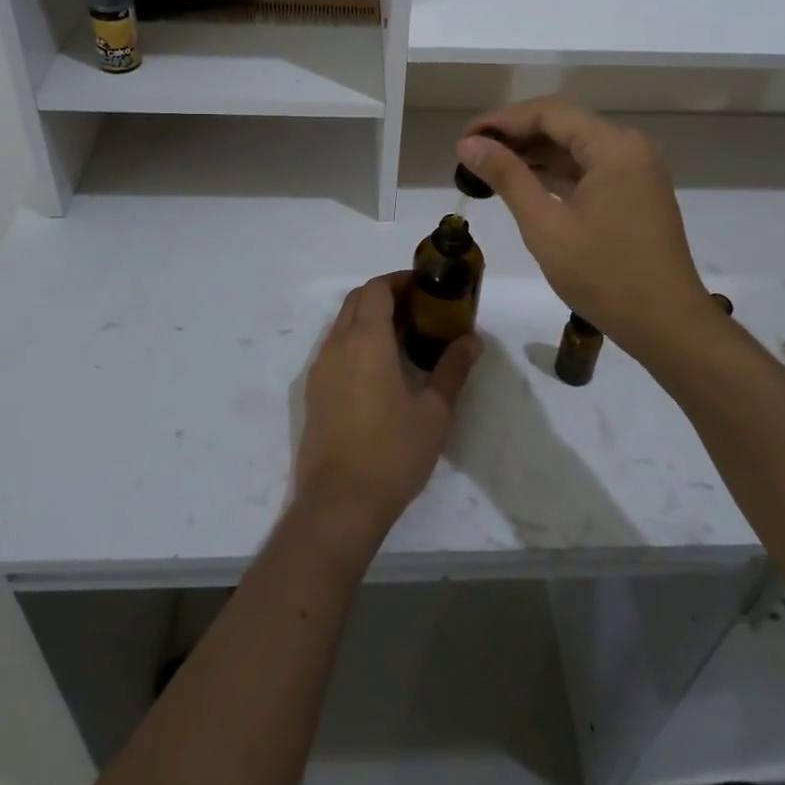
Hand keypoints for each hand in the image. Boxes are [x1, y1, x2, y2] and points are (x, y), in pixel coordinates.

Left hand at [294, 274, 479, 543]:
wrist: (339, 503)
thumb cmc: (392, 452)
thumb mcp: (434, 411)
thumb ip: (452, 369)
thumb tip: (471, 340)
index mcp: (366, 340)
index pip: (377, 289)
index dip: (400, 281)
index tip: (425, 289)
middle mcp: (337, 344)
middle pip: (357, 300)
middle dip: (385, 295)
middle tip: (419, 310)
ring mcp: (320, 368)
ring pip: (342, 323)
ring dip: (368, 318)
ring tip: (403, 338)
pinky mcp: (313, 391)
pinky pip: (334, 348)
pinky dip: (355, 341)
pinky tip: (379, 369)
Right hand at [457, 97, 710, 354]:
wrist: (667, 326)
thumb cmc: (604, 275)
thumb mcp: (546, 225)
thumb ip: (507, 177)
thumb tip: (468, 144)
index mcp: (613, 146)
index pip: (548, 113)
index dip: (502, 120)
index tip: (464, 138)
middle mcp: (629, 147)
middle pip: (563, 125)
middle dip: (515, 135)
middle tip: (471, 153)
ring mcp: (635, 170)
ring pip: (574, 147)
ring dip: (533, 154)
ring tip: (488, 168)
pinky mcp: (635, 192)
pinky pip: (588, 169)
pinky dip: (555, 173)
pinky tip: (523, 184)